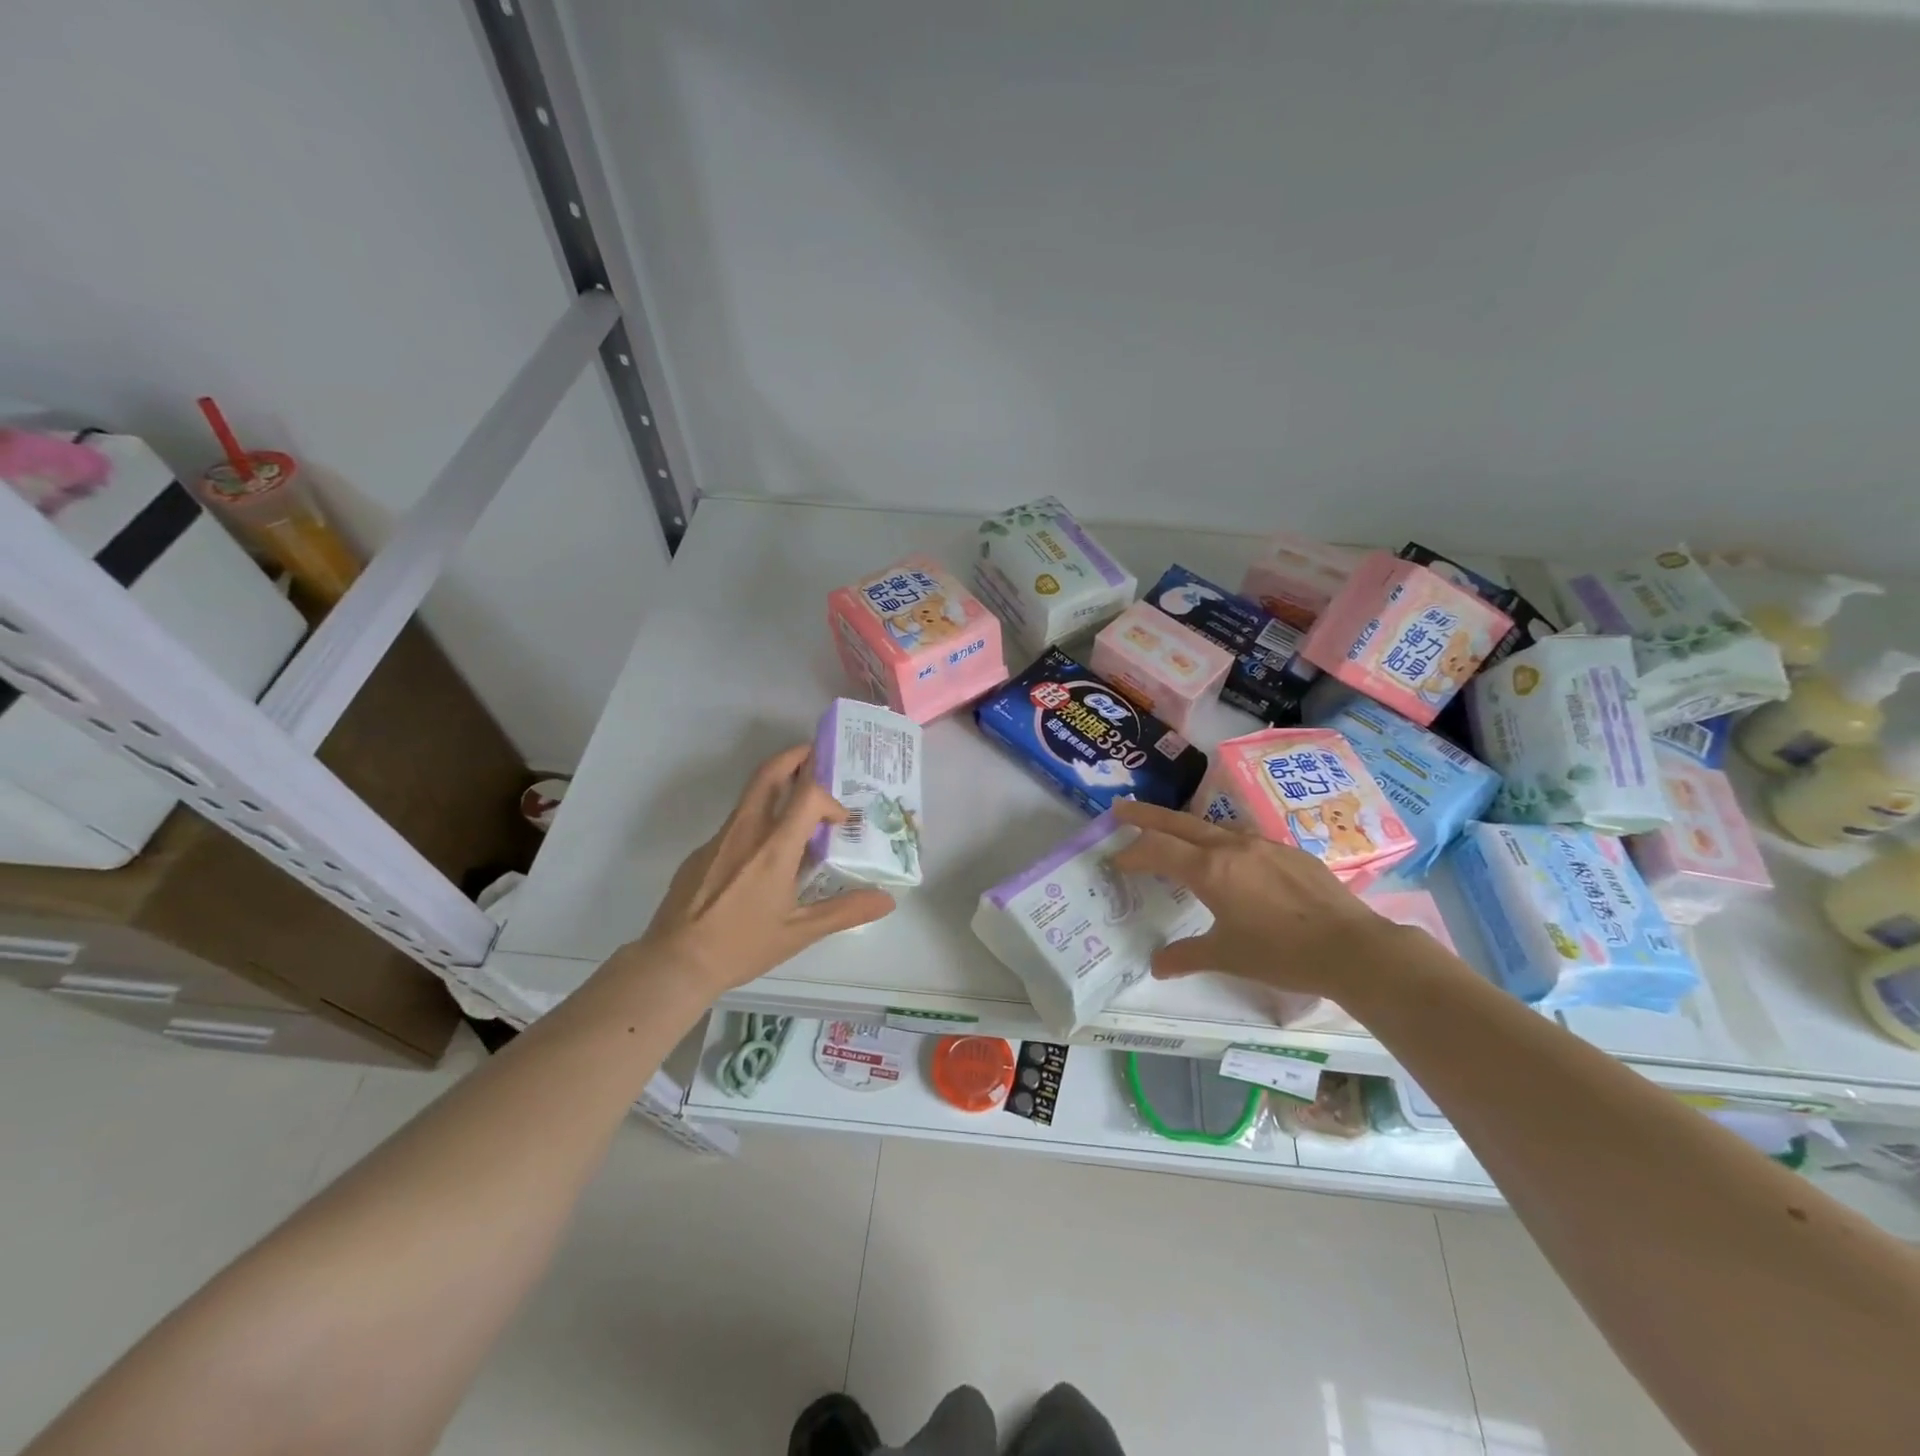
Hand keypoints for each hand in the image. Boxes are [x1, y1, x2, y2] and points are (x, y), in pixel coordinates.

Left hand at [625, 744, 894, 997]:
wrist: (675, 963)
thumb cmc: (742, 946)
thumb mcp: (799, 933)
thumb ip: (845, 911)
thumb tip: (887, 901)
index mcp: (774, 848)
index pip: (808, 795)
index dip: (829, 798)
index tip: (839, 821)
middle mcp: (746, 832)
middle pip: (769, 774)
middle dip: (794, 757)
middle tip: (814, 755)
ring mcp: (719, 839)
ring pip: (750, 797)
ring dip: (776, 787)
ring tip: (797, 804)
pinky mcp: (700, 852)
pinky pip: (735, 825)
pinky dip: (757, 822)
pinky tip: (762, 858)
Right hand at [1110, 799, 1404, 999]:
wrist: (1353, 948)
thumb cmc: (1281, 953)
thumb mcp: (1227, 957)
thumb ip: (1186, 956)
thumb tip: (1156, 966)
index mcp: (1209, 870)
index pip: (1157, 849)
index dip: (1132, 852)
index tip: (1115, 859)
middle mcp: (1232, 847)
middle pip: (1178, 822)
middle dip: (1145, 816)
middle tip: (1120, 808)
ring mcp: (1263, 845)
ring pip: (1213, 827)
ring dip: (1185, 827)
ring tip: (1173, 834)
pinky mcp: (1289, 852)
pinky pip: (1244, 839)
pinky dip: (1222, 842)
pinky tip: (1231, 860)